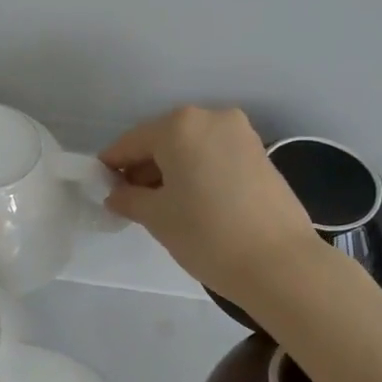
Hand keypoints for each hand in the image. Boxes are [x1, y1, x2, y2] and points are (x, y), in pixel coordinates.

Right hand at [99, 106, 318, 305]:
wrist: (280, 263)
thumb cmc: (207, 234)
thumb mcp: (157, 217)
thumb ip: (129, 198)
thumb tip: (117, 194)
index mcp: (180, 125)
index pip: (132, 141)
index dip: (112, 164)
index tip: (101, 186)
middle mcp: (211, 117)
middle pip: (164, 139)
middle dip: (144, 167)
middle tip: (131, 200)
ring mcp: (241, 133)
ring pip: (192, 146)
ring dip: (172, 170)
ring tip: (162, 205)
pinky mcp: (260, 153)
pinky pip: (215, 155)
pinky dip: (198, 171)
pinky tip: (193, 201)